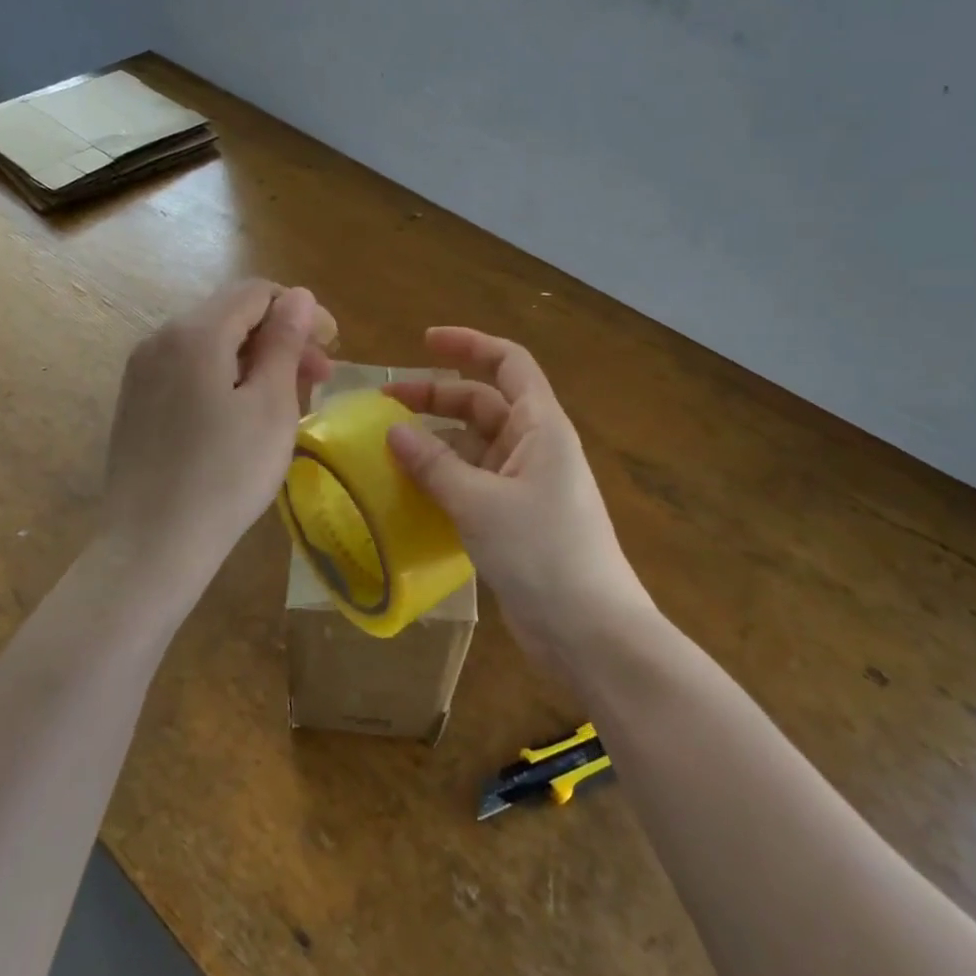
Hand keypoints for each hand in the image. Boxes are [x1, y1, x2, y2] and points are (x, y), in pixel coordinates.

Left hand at [102, 280, 335, 602]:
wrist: (151, 546)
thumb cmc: (225, 474)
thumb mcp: (271, 405)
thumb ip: (285, 342)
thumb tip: (299, 295)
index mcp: (196, 332)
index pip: (256, 292)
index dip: (300, 310)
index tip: (331, 346)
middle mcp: (161, 338)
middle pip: (233, 315)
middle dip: (282, 336)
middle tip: (321, 377)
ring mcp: (143, 370)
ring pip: (212, 343)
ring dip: (257, 358)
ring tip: (291, 397)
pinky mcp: (137, 400)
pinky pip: (191, 369)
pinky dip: (227, 376)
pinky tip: (247, 413)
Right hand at [385, 328, 654, 671]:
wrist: (591, 633)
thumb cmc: (543, 553)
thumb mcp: (480, 503)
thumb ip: (434, 465)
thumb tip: (392, 432)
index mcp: (540, 425)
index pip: (507, 362)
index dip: (468, 344)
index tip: (423, 341)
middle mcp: (534, 446)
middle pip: (482, 402)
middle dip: (436, 397)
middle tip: (384, 404)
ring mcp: (525, 484)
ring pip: (474, 445)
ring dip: (435, 442)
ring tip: (386, 448)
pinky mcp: (515, 519)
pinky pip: (472, 482)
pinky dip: (442, 479)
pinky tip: (408, 491)